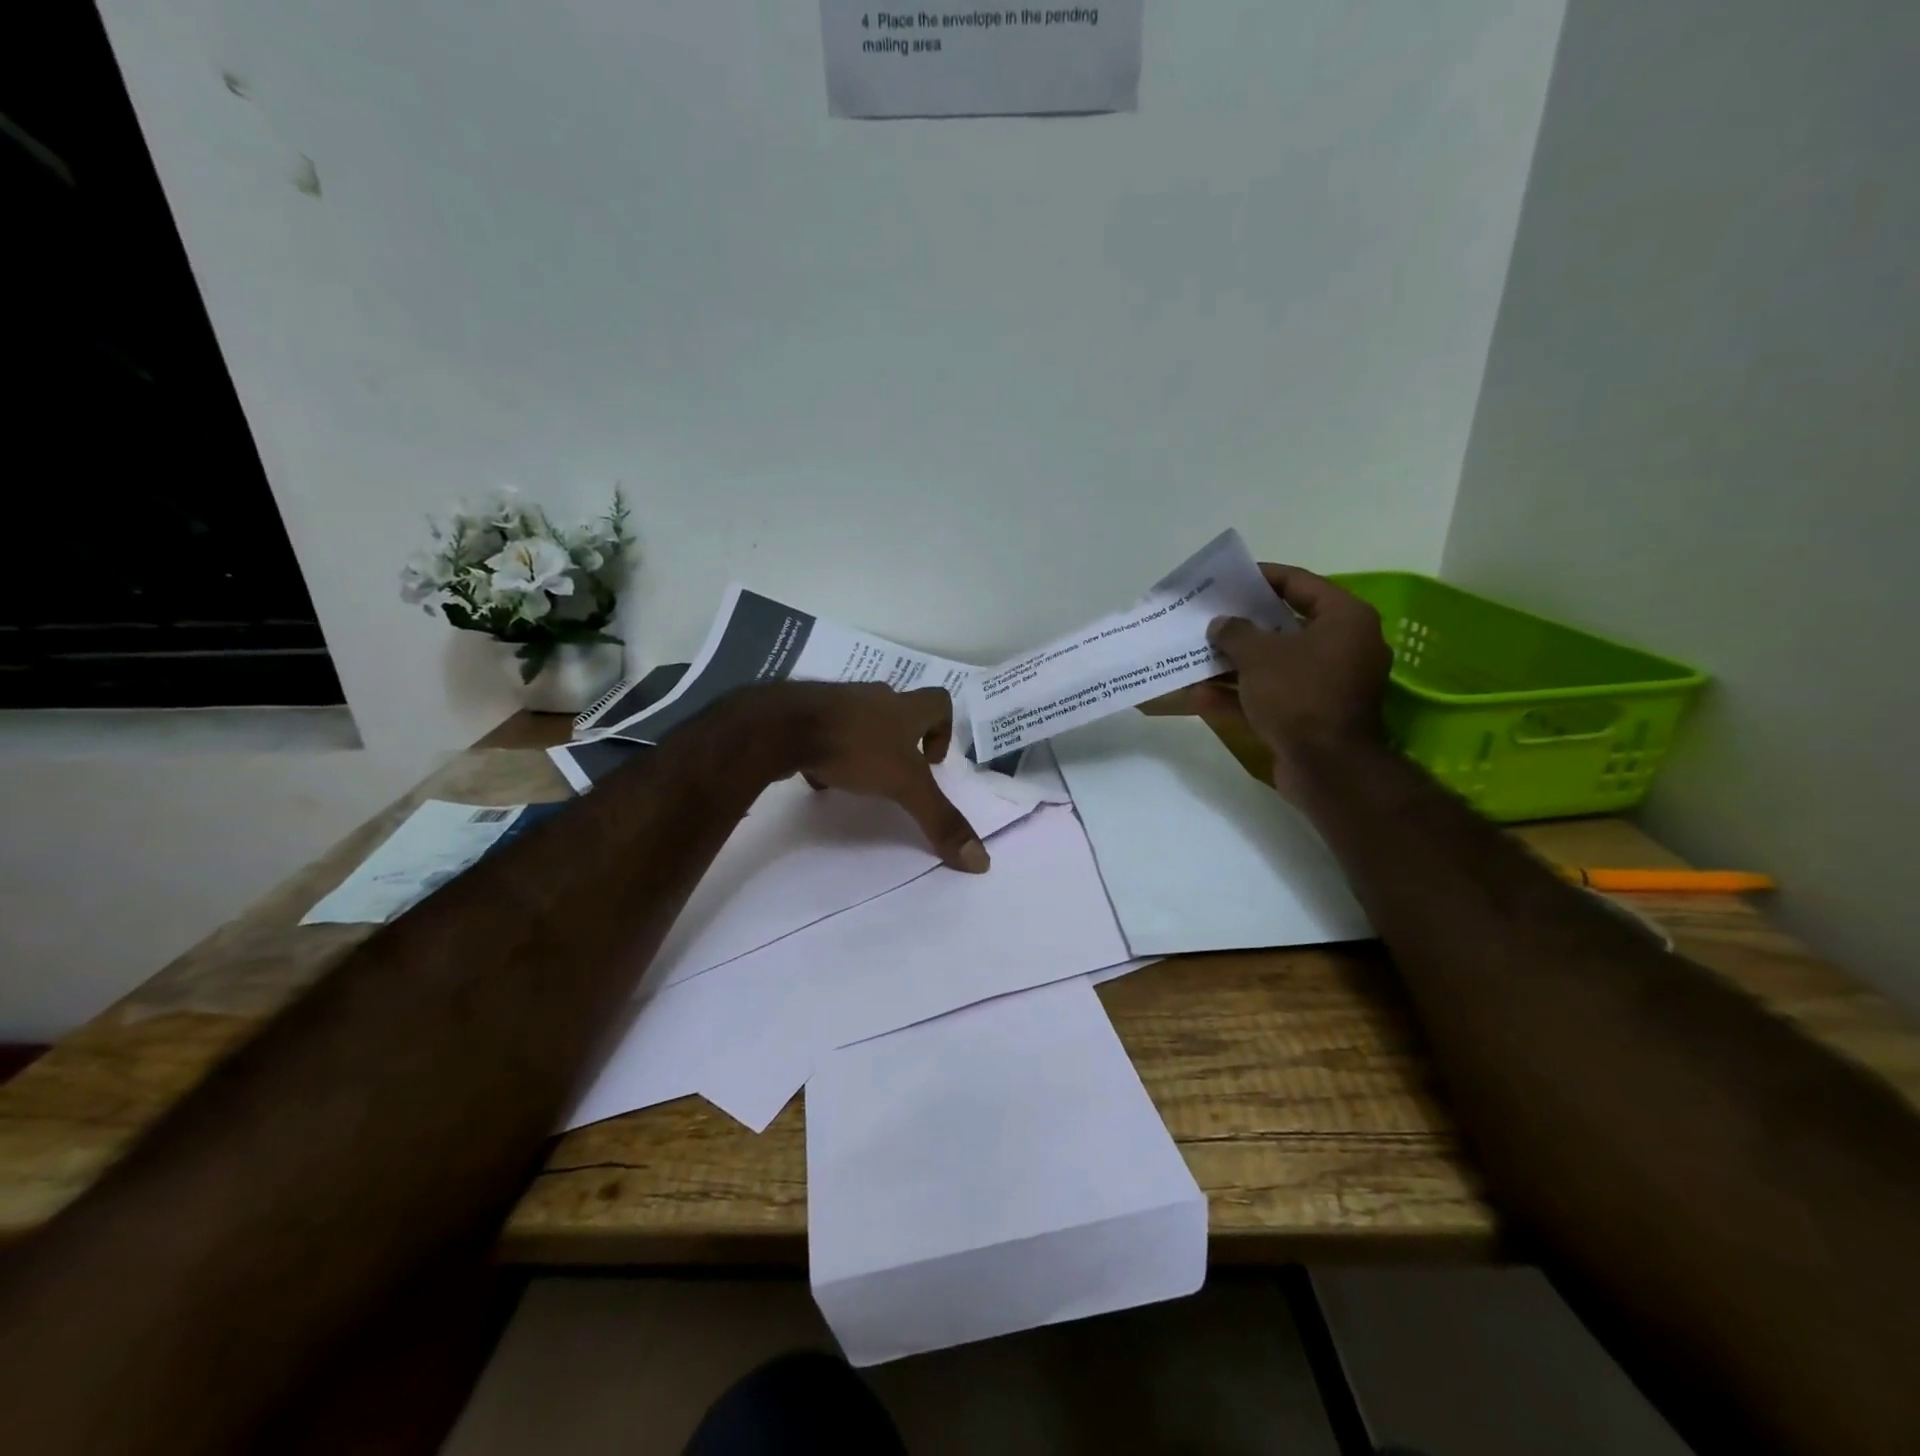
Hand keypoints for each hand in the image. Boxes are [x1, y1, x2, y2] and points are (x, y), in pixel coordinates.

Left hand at [776, 682, 990, 872]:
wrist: (784, 726)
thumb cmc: (855, 747)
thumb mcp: (905, 786)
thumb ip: (940, 820)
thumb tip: (982, 861)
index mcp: (904, 708)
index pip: (939, 702)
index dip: (943, 729)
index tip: (932, 762)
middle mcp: (874, 698)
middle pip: (899, 711)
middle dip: (902, 741)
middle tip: (897, 775)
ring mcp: (837, 702)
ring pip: (861, 720)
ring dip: (865, 745)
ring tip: (860, 780)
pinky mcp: (805, 714)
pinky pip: (826, 731)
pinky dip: (829, 751)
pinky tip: (821, 777)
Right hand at [1188, 565, 1391, 802]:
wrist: (1328, 767)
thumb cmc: (1299, 695)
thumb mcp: (1259, 655)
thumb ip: (1235, 633)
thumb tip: (1221, 624)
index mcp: (1344, 619)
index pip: (1299, 584)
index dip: (1261, 578)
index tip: (1228, 580)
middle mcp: (1342, 647)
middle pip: (1284, 626)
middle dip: (1242, 626)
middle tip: (1208, 618)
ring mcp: (1327, 685)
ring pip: (1273, 666)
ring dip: (1234, 665)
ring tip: (1196, 657)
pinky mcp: (1311, 716)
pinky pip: (1272, 697)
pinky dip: (1239, 696)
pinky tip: (1198, 697)